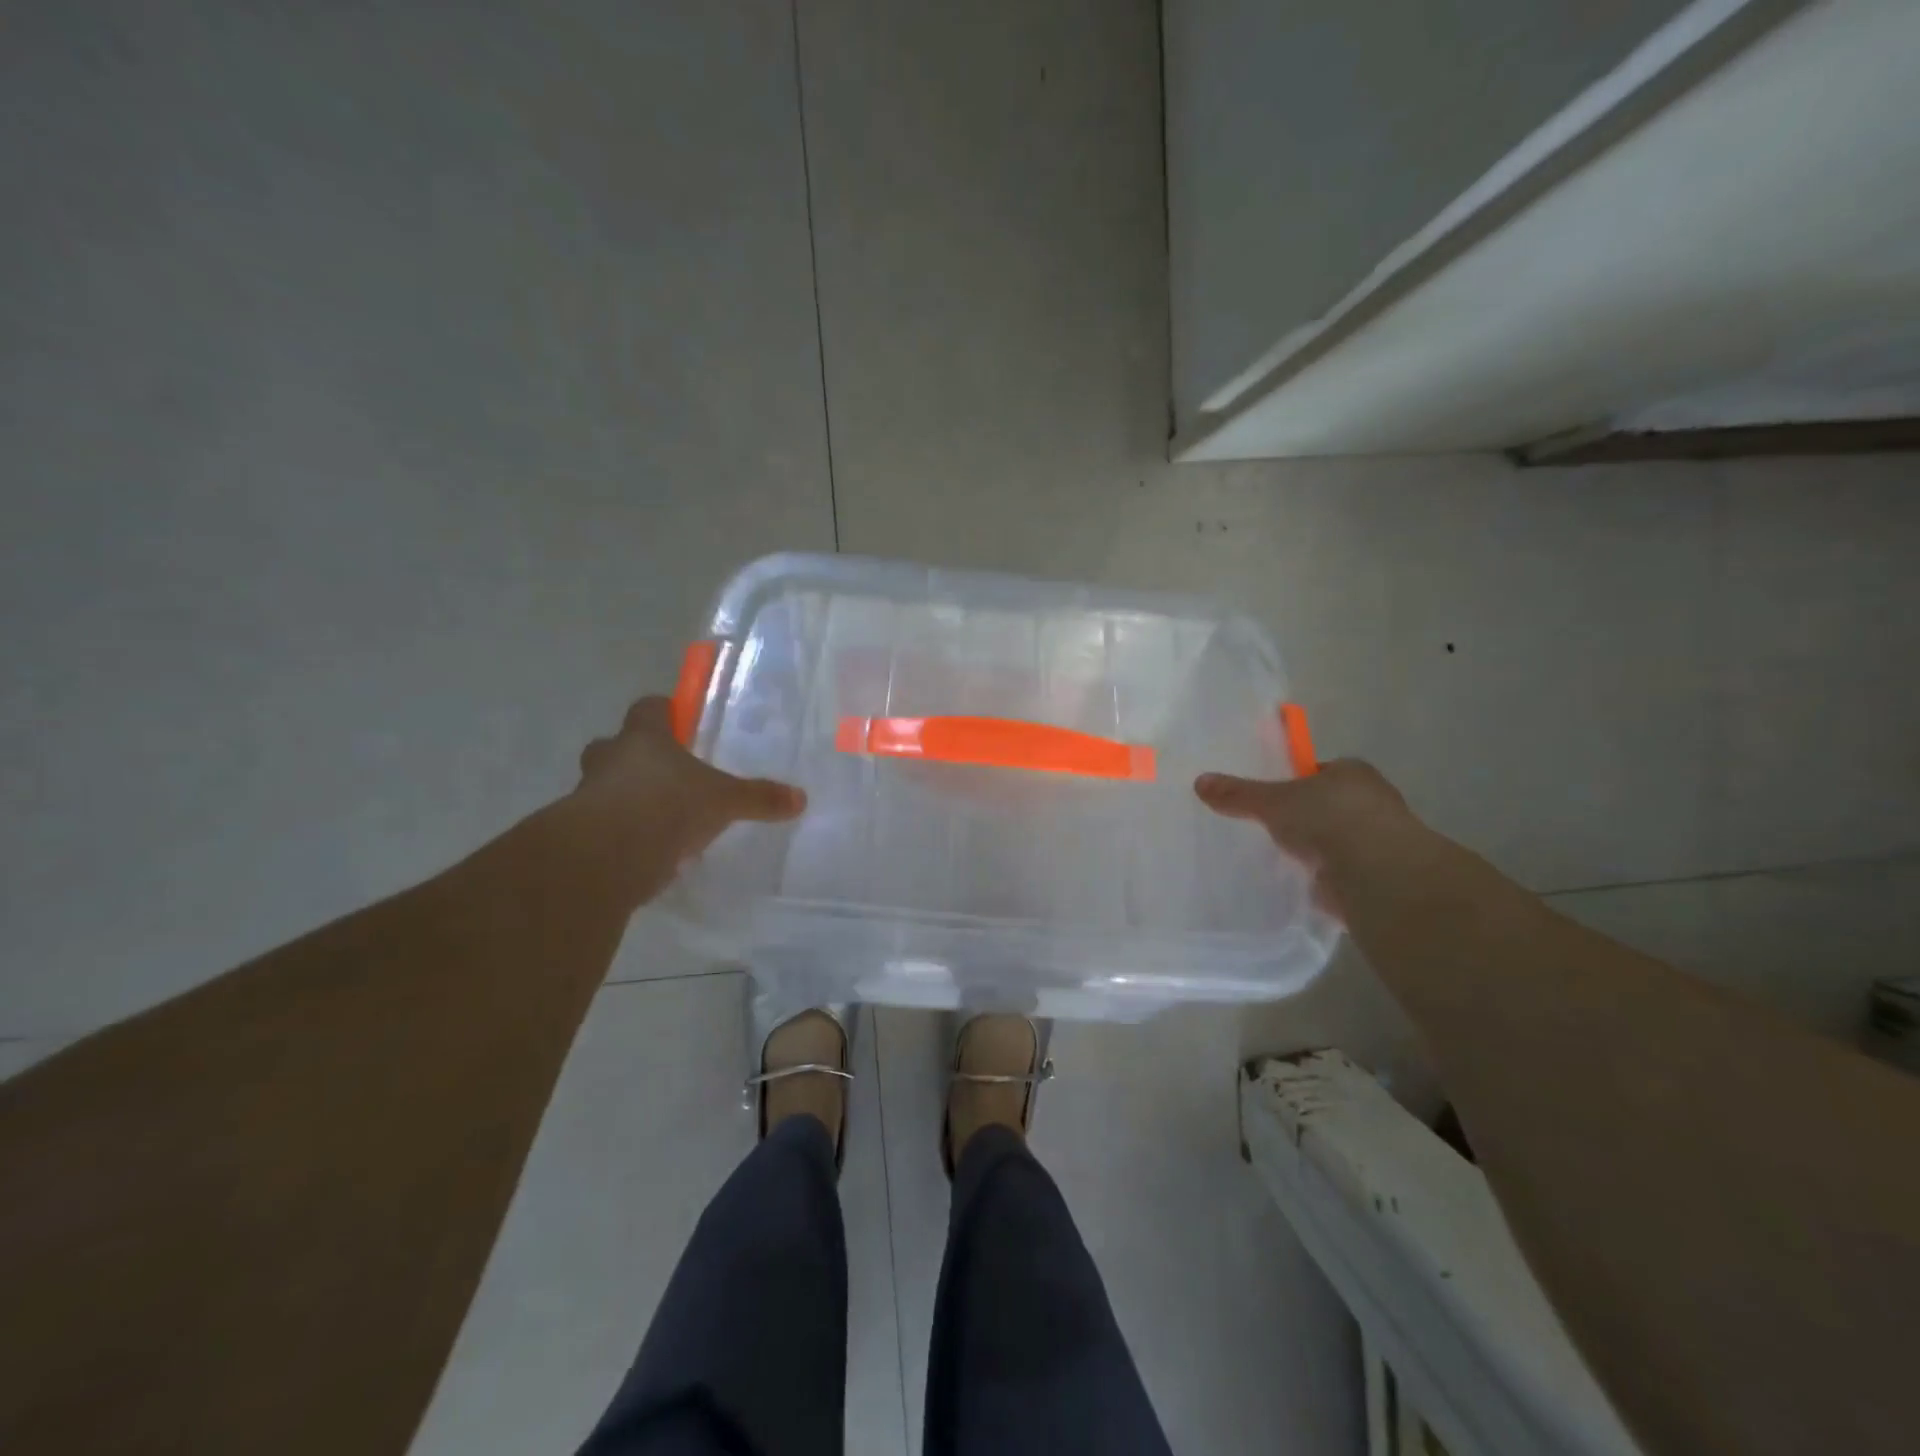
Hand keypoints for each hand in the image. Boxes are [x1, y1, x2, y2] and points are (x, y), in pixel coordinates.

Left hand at [570, 695, 805, 906]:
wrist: (608, 854)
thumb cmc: (669, 806)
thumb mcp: (725, 801)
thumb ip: (759, 797)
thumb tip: (801, 798)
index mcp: (645, 737)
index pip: (649, 708)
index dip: (665, 712)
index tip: (680, 723)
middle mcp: (611, 757)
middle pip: (616, 744)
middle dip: (636, 756)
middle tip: (665, 773)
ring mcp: (588, 793)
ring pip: (604, 785)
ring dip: (624, 796)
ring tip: (658, 817)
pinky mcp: (579, 832)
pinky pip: (601, 824)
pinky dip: (620, 832)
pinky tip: (645, 850)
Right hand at [1193, 759, 1429, 919]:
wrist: (1376, 874)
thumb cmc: (1328, 819)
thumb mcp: (1272, 801)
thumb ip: (1238, 793)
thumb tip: (1200, 781)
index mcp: (1351, 772)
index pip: (1317, 772)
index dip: (1294, 782)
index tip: (1270, 797)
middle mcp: (1371, 801)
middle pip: (1327, 805)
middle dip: (1303, 817)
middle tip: (1268, 828)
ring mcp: (1378, 840)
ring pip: (1335, 839)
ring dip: (1314, 849)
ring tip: (1278, 858)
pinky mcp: (1376, 876)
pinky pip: (1340, 871)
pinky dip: (1322, 876)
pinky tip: (1298, 883)